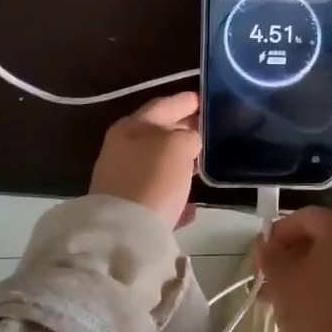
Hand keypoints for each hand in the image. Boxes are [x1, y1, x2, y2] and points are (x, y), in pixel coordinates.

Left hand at [89, 91, 200, 229]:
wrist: (123, 232)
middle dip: (183, 131)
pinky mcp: (129, 211)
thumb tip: (189, 143)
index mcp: (131, 127)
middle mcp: (122, 150)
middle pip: (158, 134)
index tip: (207, 99)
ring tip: (203, 165)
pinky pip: (158, 197)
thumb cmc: (152, 179)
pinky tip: (192, 206)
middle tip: (209, 129)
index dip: (185, 101)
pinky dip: (174, 196)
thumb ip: (188, 136)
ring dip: (179, 164)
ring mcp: (123, 181)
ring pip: (158, 166)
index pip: (162, 105)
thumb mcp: (177, 146)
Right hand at [256, 207, 331, 331]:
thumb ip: (270, 255)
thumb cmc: (314, 311)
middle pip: (321, 241)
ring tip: (277, 300)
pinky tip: (301, 311)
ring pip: (331, 264)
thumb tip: (267, 245)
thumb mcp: (281, 279)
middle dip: (290, 256)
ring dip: (303, 275)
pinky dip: (322, 289)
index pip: (306, 217)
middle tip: (266, 278)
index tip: (262, 253)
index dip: (280, 231)